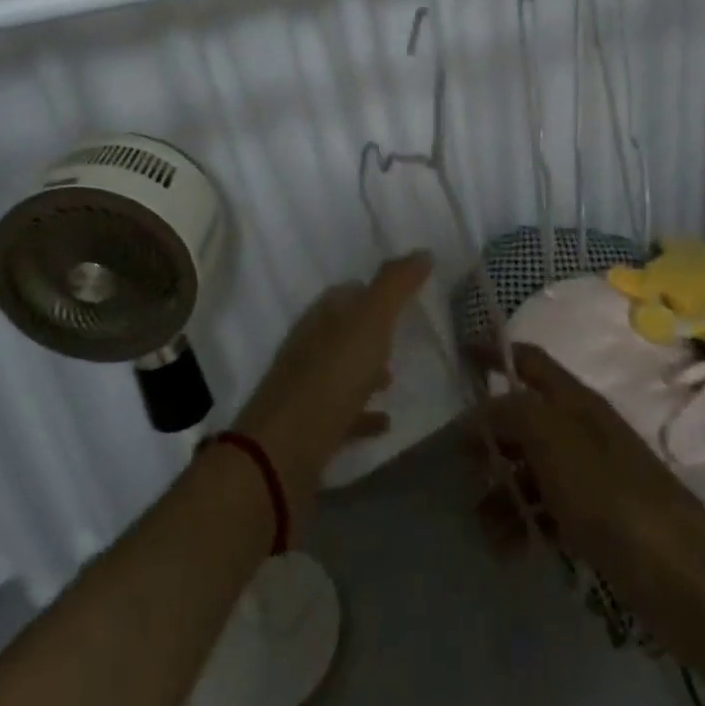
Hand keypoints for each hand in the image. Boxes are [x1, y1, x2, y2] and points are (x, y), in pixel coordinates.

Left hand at [235, 252, 431, 521]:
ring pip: (339, 372)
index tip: (401, 294)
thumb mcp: (370, 322)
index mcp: (319, 319)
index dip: (370, 290)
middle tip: (401, 334)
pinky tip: (385, 422)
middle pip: (341, 332)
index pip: (344, 294)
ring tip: (395, 376)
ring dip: (364, 371)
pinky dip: (363, 414)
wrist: (283, 454)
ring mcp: (305, 391)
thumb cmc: (331, 378)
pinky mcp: (309, 431)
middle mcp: (308, 349)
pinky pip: (342, 415)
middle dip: (368, 331)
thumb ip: (395, 285)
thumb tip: (421, 251)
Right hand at [487, 342, 704, 656]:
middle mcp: (583, 432)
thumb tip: (479, 411)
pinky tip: (510, 550)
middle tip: (460, 463)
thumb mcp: (555, 445)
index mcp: (577, 403)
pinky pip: (549, 509)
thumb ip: (512, 415)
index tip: (460, 355)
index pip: (529, 361)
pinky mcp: (599, 520)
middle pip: (525, 417)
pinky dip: (525, 523)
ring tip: (485, 526)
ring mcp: (593, 477)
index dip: (495, 352)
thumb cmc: (615, 501)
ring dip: (503, 490)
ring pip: (532, 468)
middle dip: (490, 436)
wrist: (688, 582)